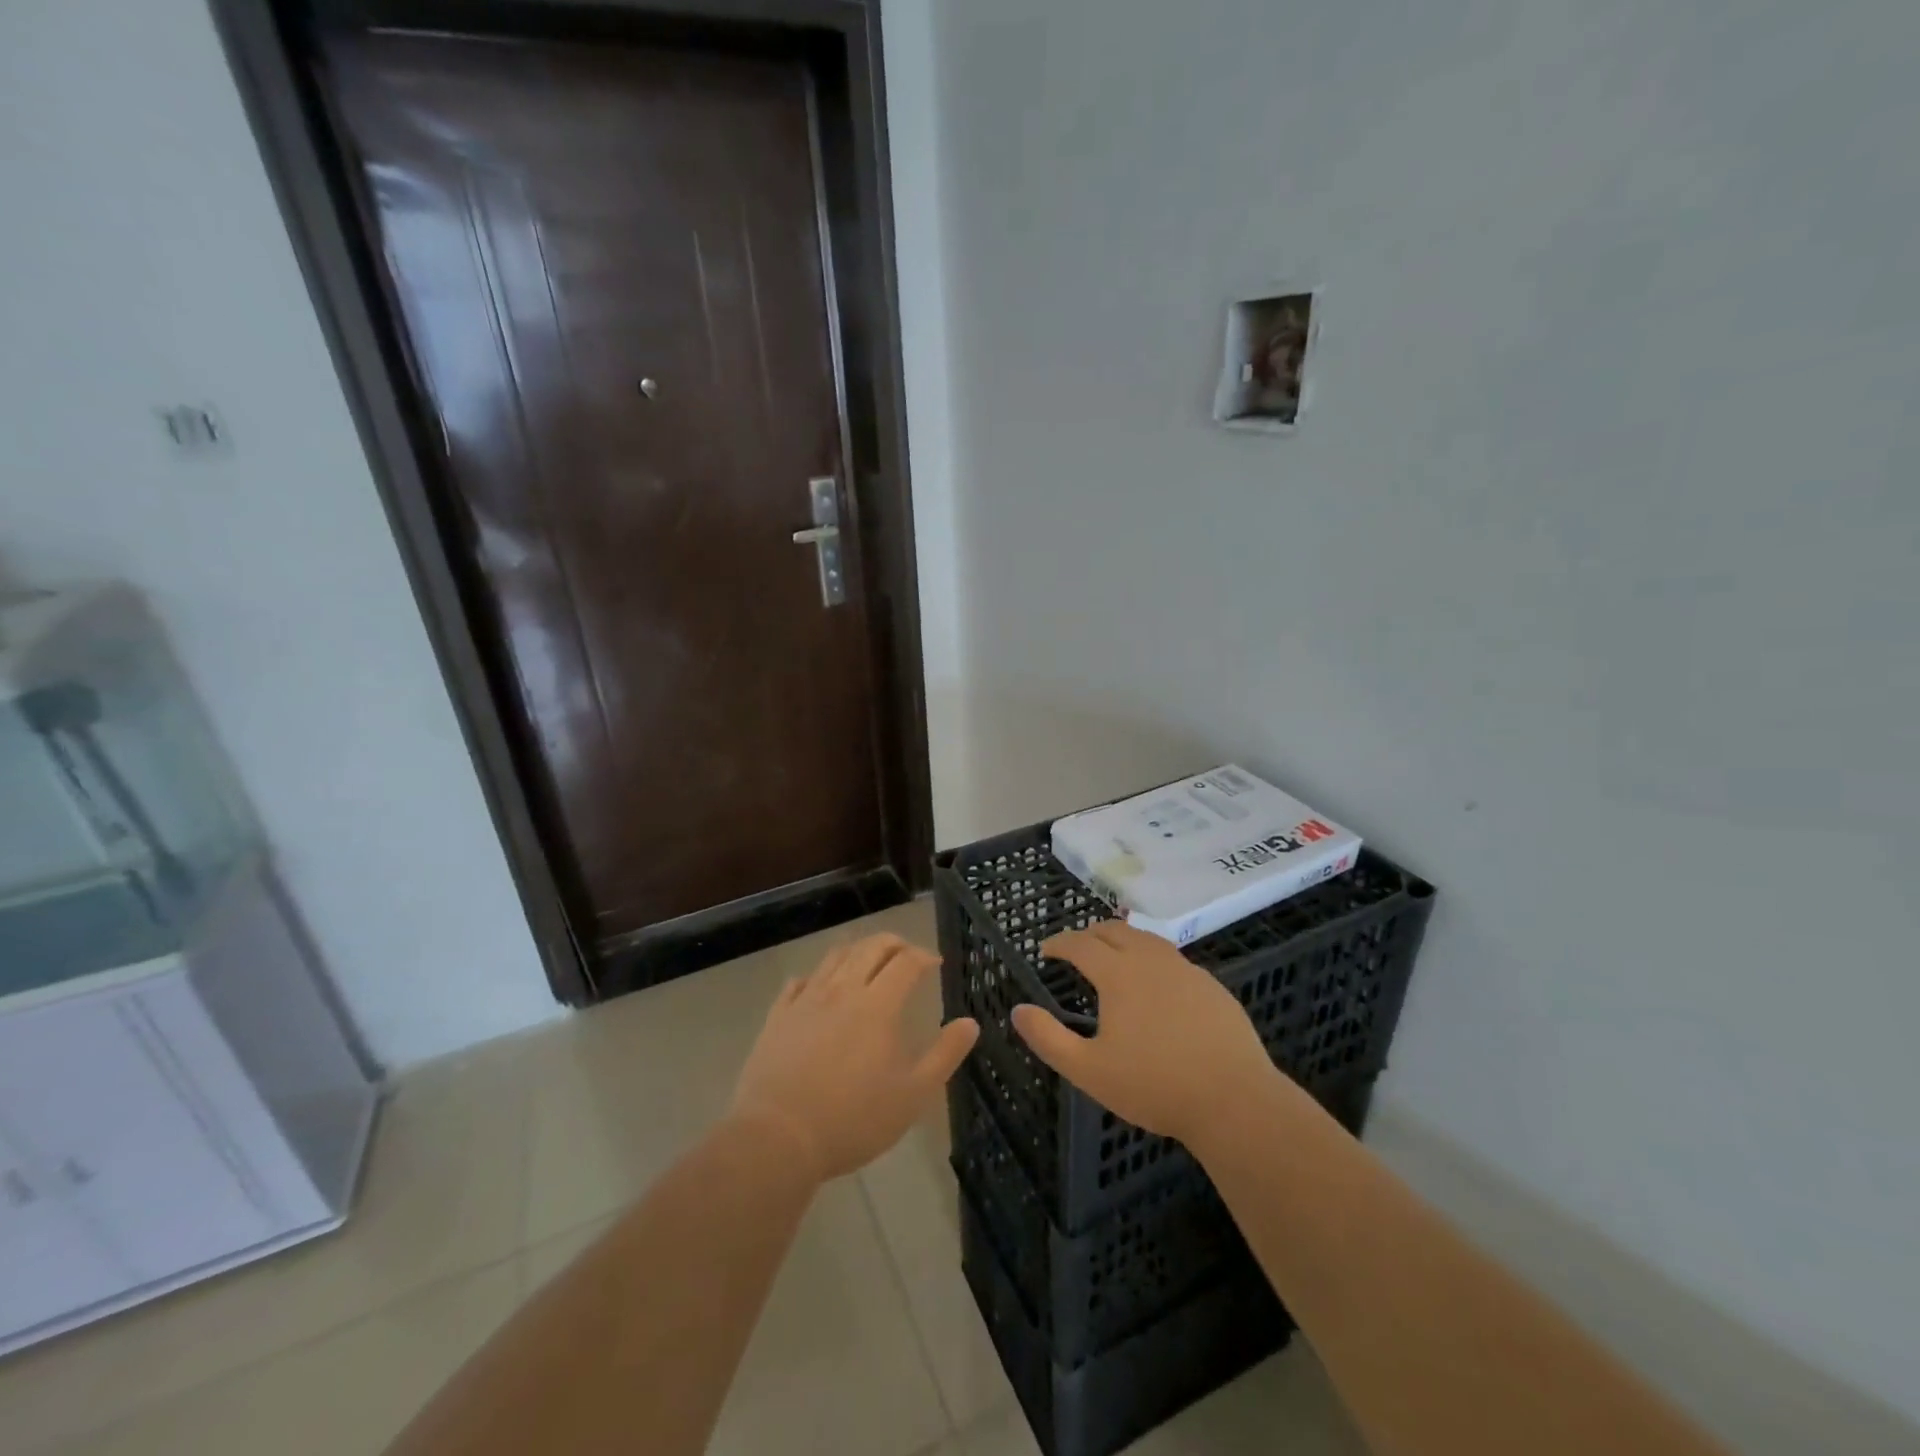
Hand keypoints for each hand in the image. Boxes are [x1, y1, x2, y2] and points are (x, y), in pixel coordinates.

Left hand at [731, 934, 978, 1181]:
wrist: (778, 1137)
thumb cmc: (853, 1118)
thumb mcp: (913, 1095)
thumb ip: (944, 1055)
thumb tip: (970, 1023)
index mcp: (878, 1005)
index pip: (906, 962)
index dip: (923, 956)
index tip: (935, 964)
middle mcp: (842, 990)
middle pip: (870, 947)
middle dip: (893, 943)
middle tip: (906, 954)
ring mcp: (806, 1000)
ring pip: (834, 956)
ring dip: (857, 950)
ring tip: (868, 961)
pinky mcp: (779, 1016)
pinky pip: (798, 981)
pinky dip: (816, 976)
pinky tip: (819, 986)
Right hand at [1012, 921, 1276, 1145]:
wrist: (1234, 1101)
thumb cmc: (1154, 1085)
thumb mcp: (1089, 1070)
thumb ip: (1048, 1039)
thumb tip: (1018, 1010)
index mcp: (1119, 974)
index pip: (1080, 944)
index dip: (1059, 943)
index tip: (1045, 950)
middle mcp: (1151, 960)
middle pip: (1114, 931)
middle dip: (1089, 934)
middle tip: (1075, 948)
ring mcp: (1186, 970)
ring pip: (1147, 939)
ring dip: (1123, 940)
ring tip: (1113, 955)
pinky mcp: (1212, 986)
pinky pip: (1173, 959)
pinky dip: (1152, 959)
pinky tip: (1156, 984)